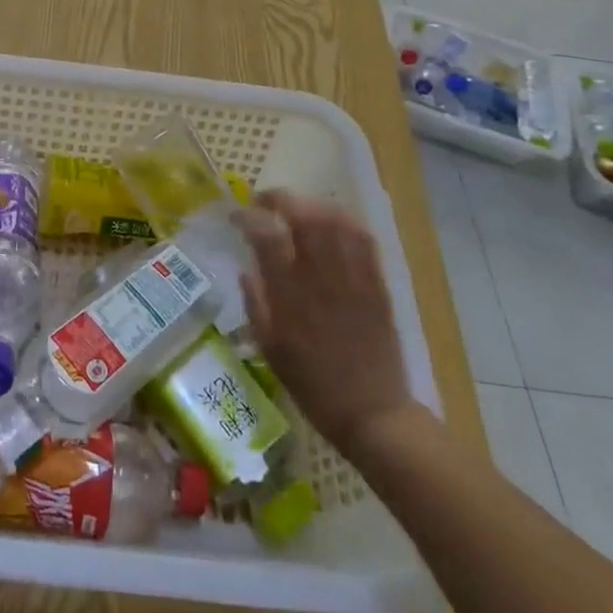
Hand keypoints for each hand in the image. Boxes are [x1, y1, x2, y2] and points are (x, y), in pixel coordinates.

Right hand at [237, 193, 421, 458]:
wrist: (373, 413)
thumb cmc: (313, 386)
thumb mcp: (270, 349)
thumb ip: (256, 304)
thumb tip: (245, 270)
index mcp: (290, 296)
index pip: (266, 236)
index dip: (248, 217)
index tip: (236, 215)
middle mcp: (321, 278)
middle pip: (304, 216)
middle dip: (281, 198)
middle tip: (264, 201)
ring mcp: (353, 278)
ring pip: (336, 220)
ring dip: (312, 204)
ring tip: (296, 208)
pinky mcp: (377, 284)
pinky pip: (364, 239)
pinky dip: (345, 220)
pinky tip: (332, 221)